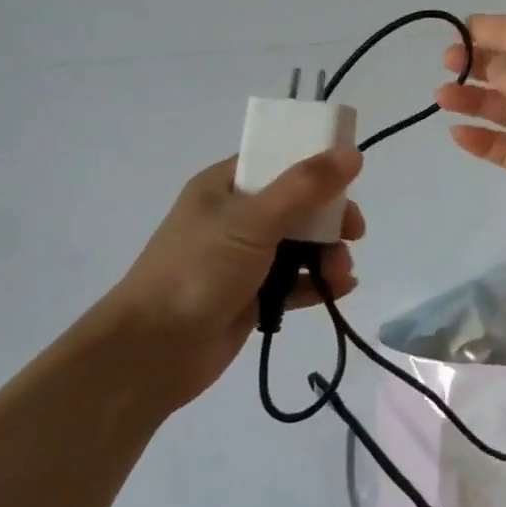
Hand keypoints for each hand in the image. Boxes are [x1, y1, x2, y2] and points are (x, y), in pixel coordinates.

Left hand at [103, 151, 364, 409]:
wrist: (150, 353)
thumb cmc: (198, 271)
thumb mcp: (254, 221)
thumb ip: (305, 186)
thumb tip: (352, 153)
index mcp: (225, 186)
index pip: (278, 160)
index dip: (315, 165)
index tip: (351, 178)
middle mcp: (234, 217)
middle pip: (296, 204)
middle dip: (329, 218)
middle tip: (354, 232)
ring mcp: (242, 259)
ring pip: (298, 245)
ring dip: (327, 254)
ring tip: (341, 272)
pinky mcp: (250, 296)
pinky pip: (293, 282)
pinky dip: (316, 283)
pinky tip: (340, 289)